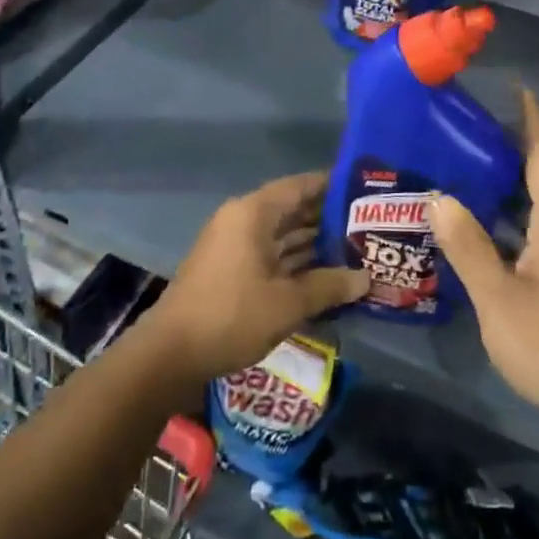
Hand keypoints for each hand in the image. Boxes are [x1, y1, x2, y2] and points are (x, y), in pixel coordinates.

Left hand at [146, 171, 369, 384]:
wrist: (170, 353)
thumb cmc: (231, 316)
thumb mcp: (287, 303)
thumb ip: (328, 286)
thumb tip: (365, 279)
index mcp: (252, 214)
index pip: (298, 186)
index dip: (330, 186)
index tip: (363, 190)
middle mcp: (242, 221)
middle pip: (291, 210)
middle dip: (327, 219)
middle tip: (368, 226)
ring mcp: (234, 246)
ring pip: (281, 235)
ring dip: (314, 244)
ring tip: (355, 251)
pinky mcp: (230, 270)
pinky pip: (270, 255)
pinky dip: (295, 263)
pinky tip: (325, 275)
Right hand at [431, 89, 538, 437]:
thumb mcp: (498, 297)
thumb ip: (468, 246)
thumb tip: (439, 197)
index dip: (533, 123)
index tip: (521, 90)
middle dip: (517, 153)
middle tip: (475, 135)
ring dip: (516, 190)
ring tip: (476, 177)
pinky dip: (521, 222)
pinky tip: (495, 236)